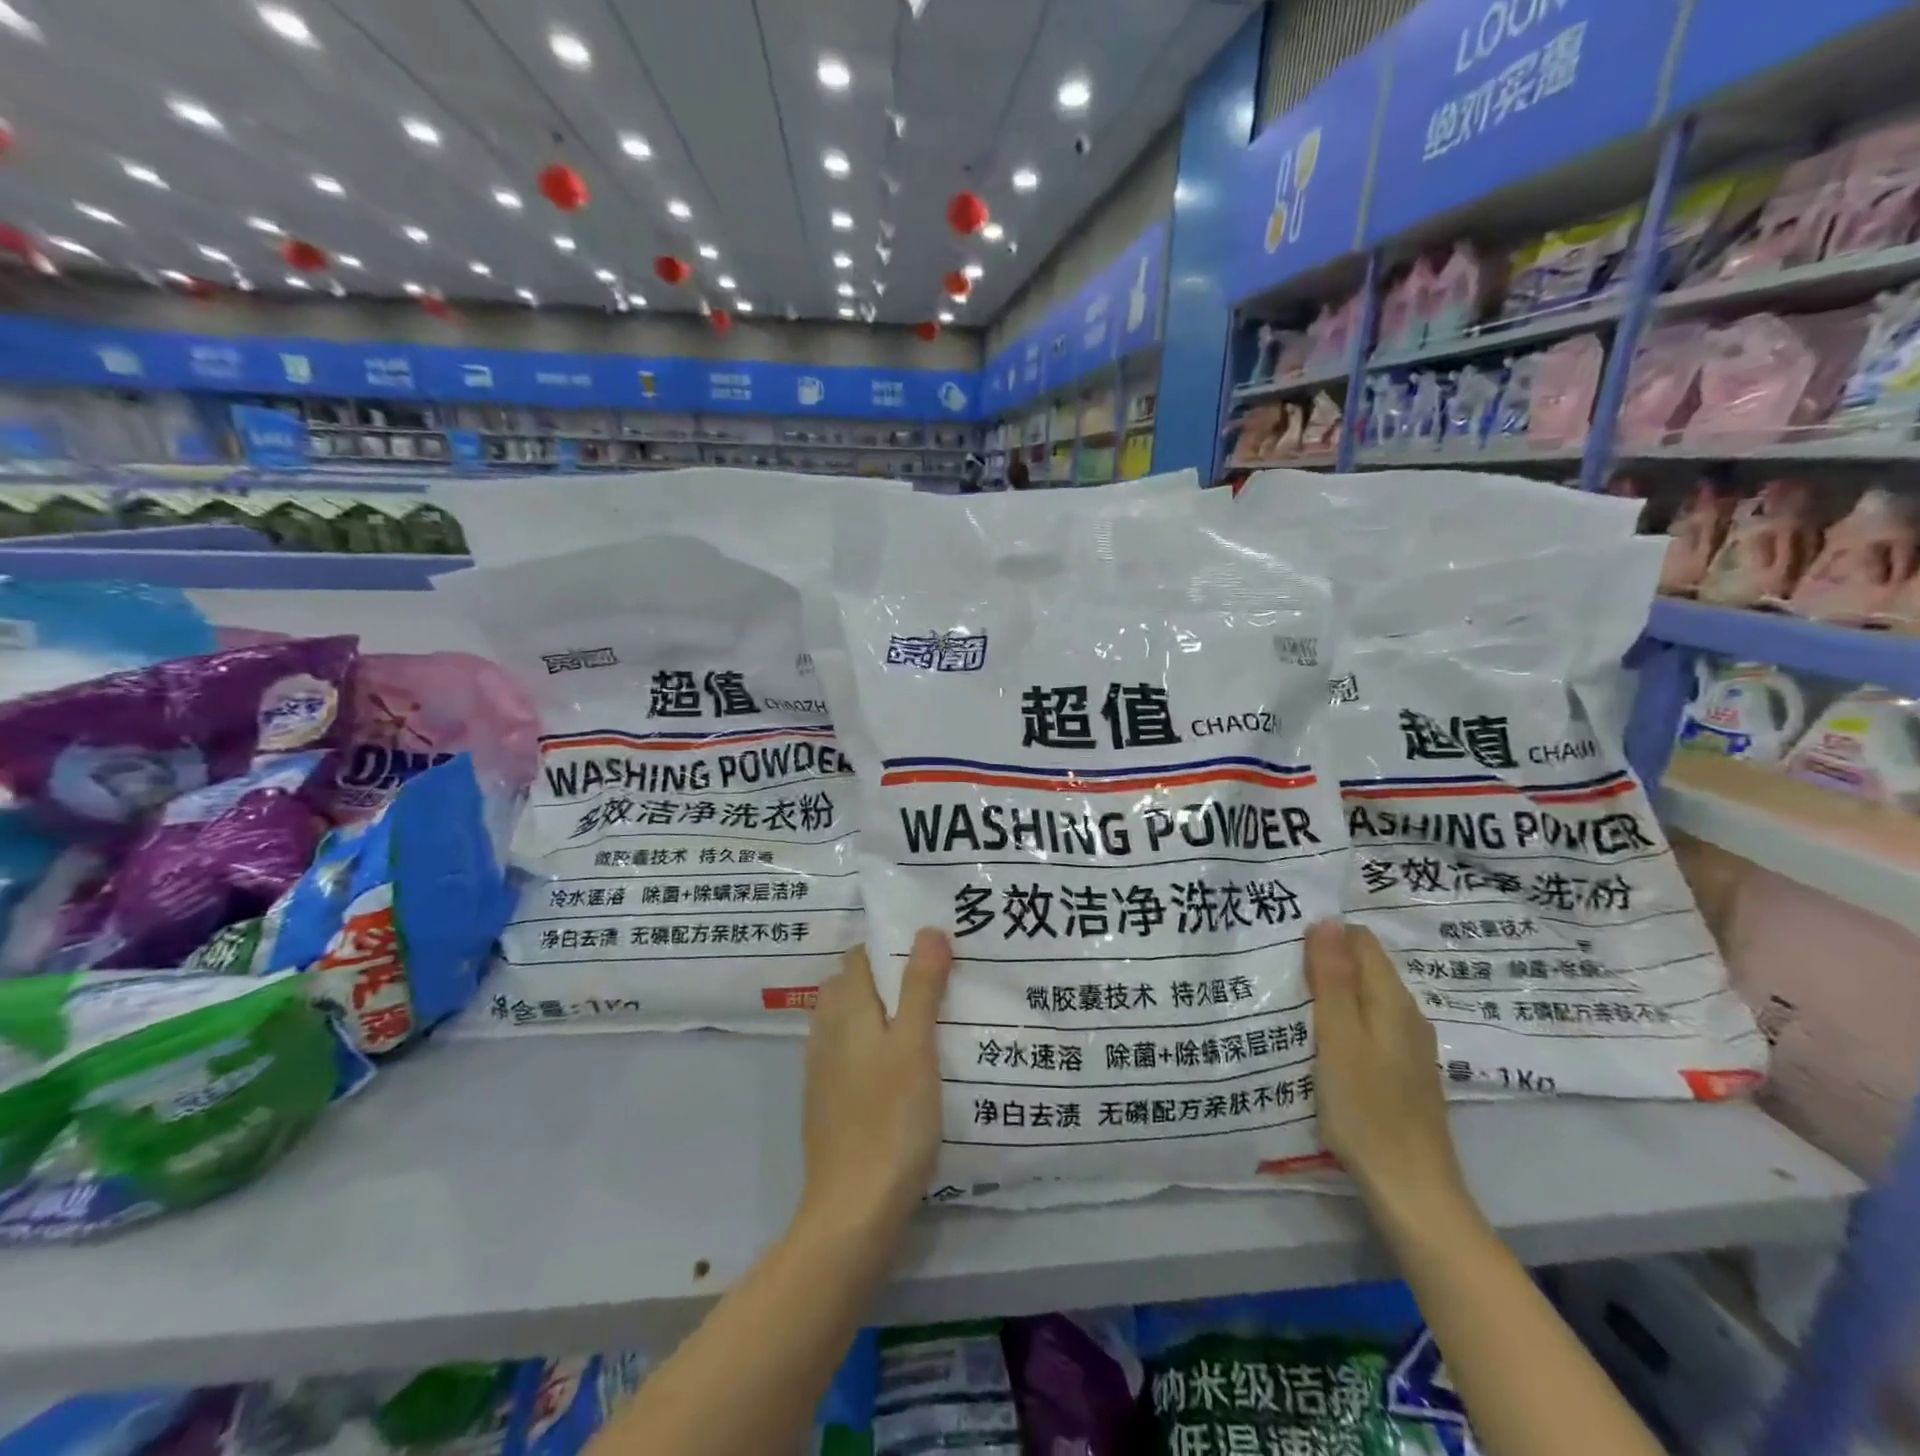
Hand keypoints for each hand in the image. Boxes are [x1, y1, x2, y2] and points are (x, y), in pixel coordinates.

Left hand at [798, 930, 952, 1238]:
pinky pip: (850, 1055)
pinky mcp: (827, 1103)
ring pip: (850, 1022)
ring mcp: (822, 1070)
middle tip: (936, 982)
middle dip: (889, 977)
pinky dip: (874, 1047)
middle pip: (852, 986)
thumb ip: (921, 987)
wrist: (853, 1209)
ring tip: (927, 1021)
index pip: (860, 956)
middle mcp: (826, 1032)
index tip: (930, 948)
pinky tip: (903, 1069)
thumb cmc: (891, 1119)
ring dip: (882, 1013)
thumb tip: (928, 930)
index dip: (892, 946)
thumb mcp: (916, 1046)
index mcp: (844, 1010)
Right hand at [1306, 920, 1472, 1224]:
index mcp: (1392, 1000)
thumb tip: (1327, 920)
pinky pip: (1367, 1027)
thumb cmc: (1366, 1109)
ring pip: (1364, 998)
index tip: (1285, 946)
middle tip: (1278, 972)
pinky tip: (1317, 1041)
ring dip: (1330, 993)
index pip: (1359, 940)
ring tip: (1288, 1001)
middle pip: (1363, 967)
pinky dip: (1341, 1022)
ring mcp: (1408, 1046)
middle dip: (1323, 962)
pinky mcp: (1401, 1073)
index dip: (1323, 936)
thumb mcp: (1339, 1037)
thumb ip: (1333, 978)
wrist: (1412, 1191)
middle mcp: (1407, 1015)